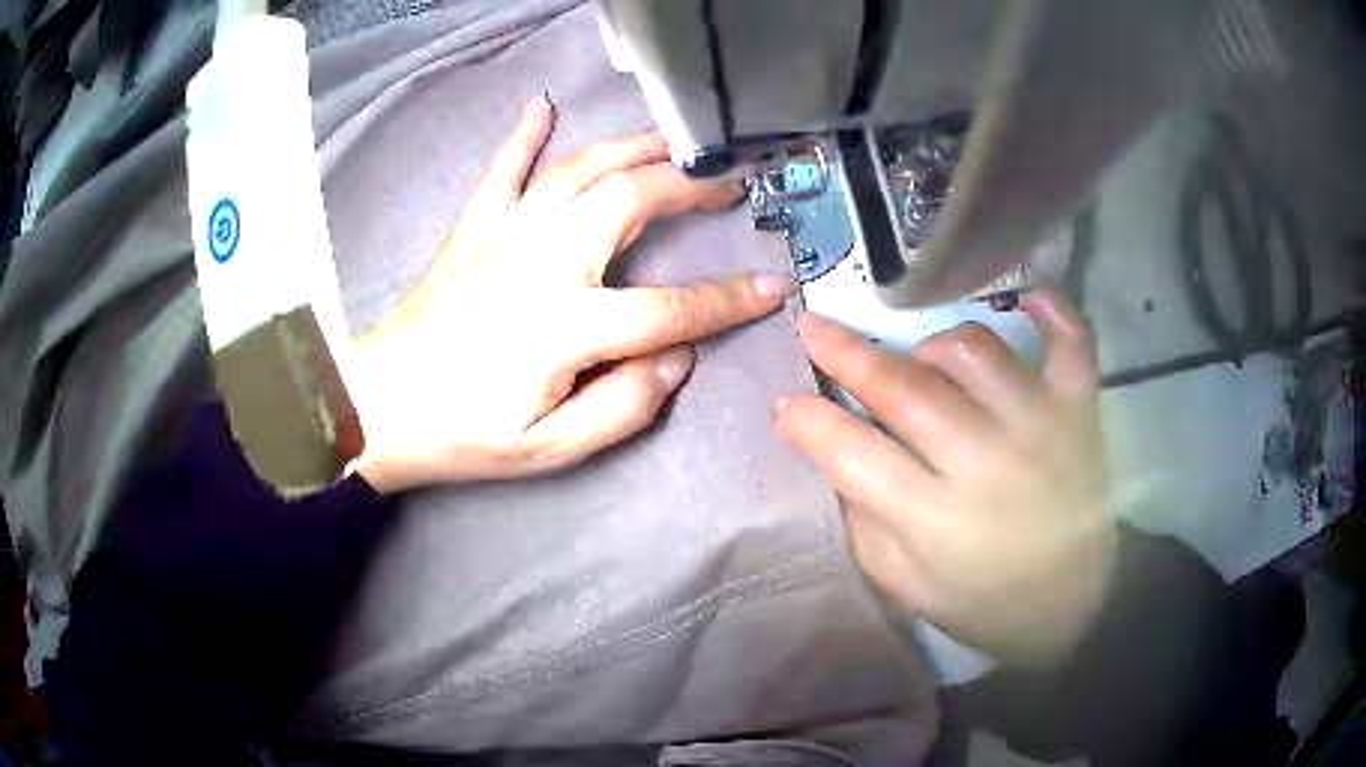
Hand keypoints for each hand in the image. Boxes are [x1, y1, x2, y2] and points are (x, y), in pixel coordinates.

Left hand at [351, 95, 791, 492]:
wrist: (379, 407)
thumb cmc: (465, 434)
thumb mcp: (552, 447)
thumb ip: (625, 404)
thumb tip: (677, 357)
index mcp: (567, 325)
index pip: (671, 307)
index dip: (729, 299)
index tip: (772, 286)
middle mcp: (542, 261)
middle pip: (630, 201)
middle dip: (688, 187)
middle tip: (725, 185)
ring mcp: (504, 235)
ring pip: (579, 169)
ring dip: (632, 148)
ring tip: (672, 140)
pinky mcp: (473, 229)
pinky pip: (503, 169)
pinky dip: (525, 134)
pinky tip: (543, 106)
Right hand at [775, 291, 1115, 667]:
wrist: (1070, 607)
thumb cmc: (981, 602)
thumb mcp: (905, 584)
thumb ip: (864, 518)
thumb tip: (832, 449)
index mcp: (934, 520)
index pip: (852, 453)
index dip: (808, 421)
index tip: (783, 403)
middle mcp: (986, 463)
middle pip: (905, 388)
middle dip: (846, 353)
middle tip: (812, 327)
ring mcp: (1040, 426)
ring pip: (973, 349)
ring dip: (932, 347)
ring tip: (923, 364)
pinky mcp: (1079, 410)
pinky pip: (1070, 339)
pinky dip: (1051, 310)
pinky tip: (1026, 301)